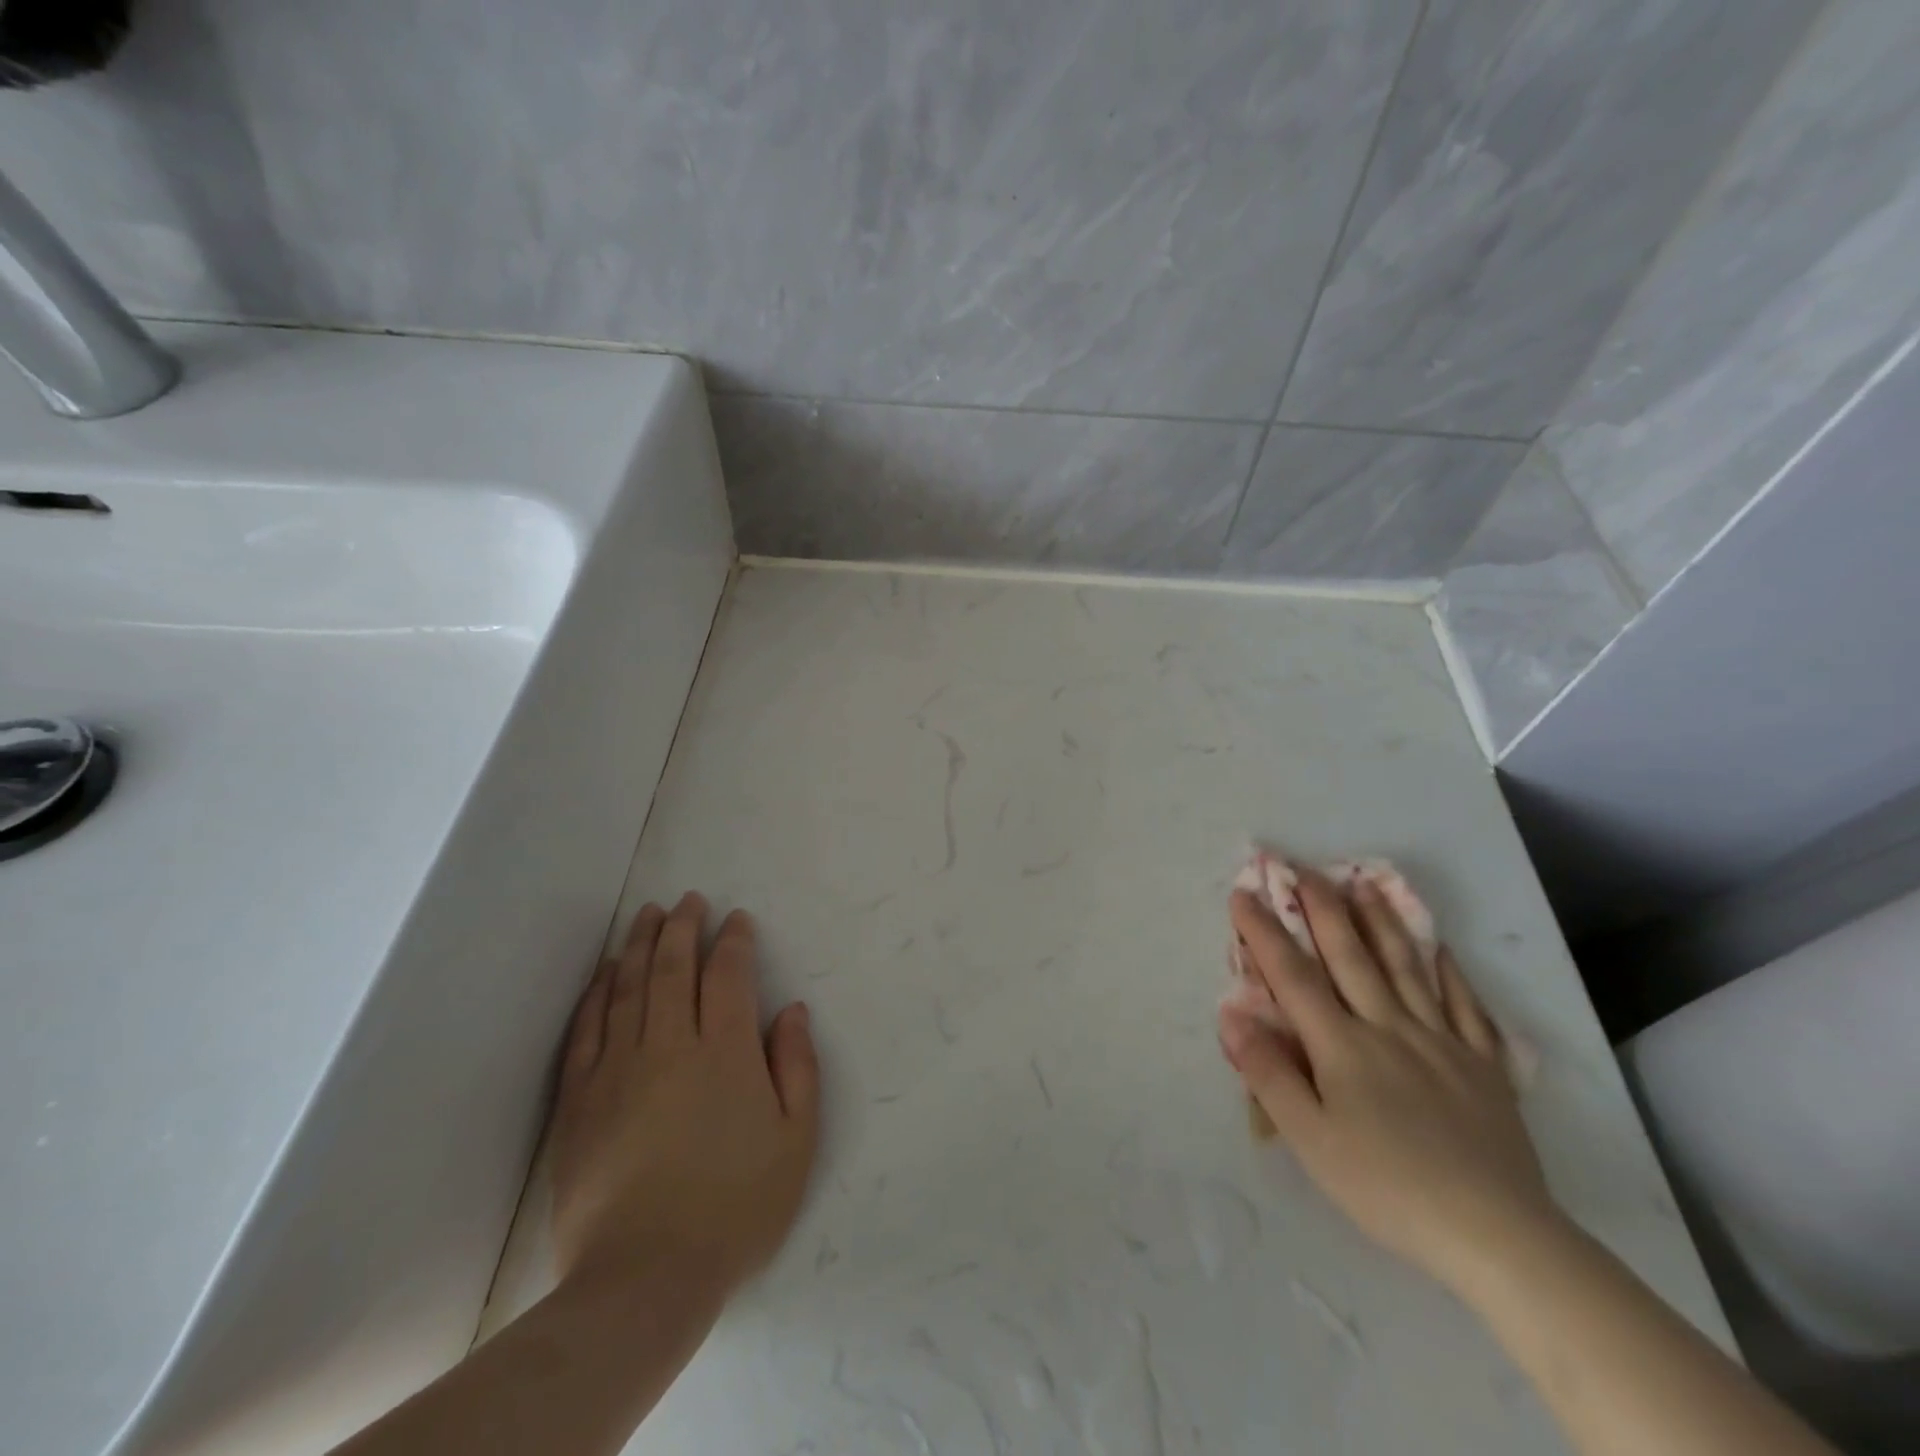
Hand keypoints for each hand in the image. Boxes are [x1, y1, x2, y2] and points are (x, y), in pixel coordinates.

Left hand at [547, 893, 820, 1301]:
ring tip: (648, 914)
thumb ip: (798, 1067)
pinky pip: (587, 1028)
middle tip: (689, 899)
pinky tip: (607, 972)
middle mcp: (670, 1044)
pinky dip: (598, 992)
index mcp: (726, 1052)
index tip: (737, 920)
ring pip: (630, 987)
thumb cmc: (735, 1207)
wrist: (645, 1278)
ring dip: (641, 944)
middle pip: (675, 967)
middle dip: (684, 926)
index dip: (734, 940)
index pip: (729, 975)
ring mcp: (618, 1068)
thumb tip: (791, 1010)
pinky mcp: (580, 1099)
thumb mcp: (796, 1140)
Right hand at [1218, 867, 1559, 1292]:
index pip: (1293, 976)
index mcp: (1343, 1046)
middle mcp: (1389, 1028)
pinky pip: (1465, 1007)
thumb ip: (1269, 1074)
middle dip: (1323, 909)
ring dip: (1381, 922)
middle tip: (1305, 868)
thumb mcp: (1311, 1141)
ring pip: (1406, 968)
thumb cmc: (1388, 1187)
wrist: (1498, 1236)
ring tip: (1365, 883)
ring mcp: (1441, 1042)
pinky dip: (1450, 973)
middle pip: (1351, 957)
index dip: (1264, 932)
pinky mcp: (1483, 1066)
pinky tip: (1442, 949)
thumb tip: (1232, 1014)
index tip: (1243, 893)